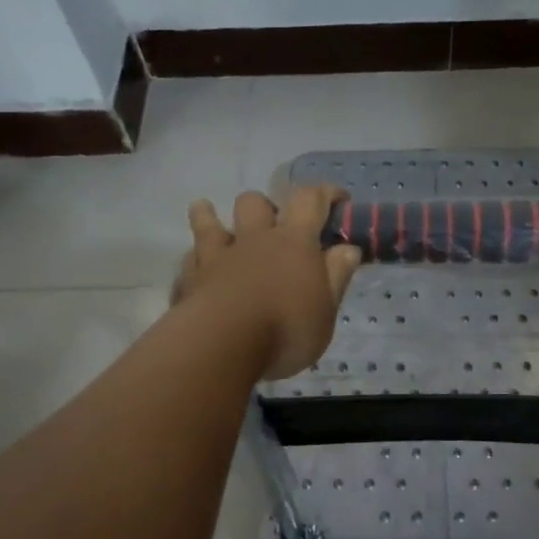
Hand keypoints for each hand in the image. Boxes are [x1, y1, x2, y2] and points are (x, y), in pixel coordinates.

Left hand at [174, 186, 363, 379]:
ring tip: (209, 215)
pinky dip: (196, 259)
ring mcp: (217, 256)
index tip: (338, 198)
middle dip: (266, 206)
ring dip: (210, 216)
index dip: (325, 193)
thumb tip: (348, 248)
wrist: (221, 345)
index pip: (311, 200)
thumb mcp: (326, 310)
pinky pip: (190, 257)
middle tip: (274, 226)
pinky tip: (198, 268)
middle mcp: (254, 239)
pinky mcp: (190, 278)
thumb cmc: (285, 329)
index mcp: (294, 242)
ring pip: (209, 222)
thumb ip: (336, 276)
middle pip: (255, 202)